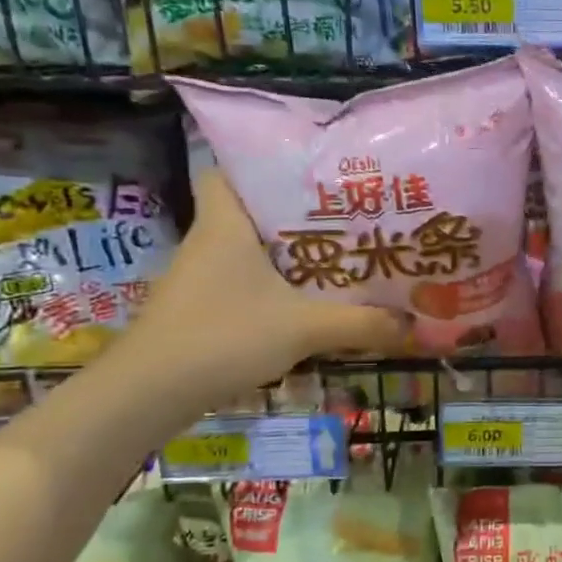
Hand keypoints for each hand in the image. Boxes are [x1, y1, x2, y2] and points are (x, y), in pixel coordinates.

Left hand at [115, 169, 404, 407]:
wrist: (149, 394)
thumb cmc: (223, 337)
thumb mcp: (303, 328)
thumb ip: (360, 324)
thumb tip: (412, 323)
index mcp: (225, 225)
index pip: (226, 172)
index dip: (261, 167)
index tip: (308, 177)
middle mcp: (208, 243)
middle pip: (250, 213)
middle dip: (295, 216)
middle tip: (345, 220)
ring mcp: (199, 279)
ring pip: (248, 252)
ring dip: (287, 256)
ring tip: (338, 258)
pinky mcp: (199, 311)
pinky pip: (243, 285)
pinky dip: (272, 289)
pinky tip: (306, 305)